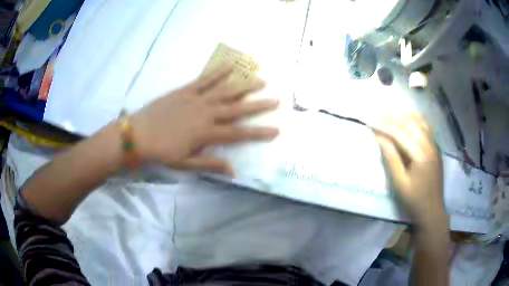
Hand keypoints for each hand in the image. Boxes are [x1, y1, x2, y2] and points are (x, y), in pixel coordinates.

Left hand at [132, 65, 279, 175]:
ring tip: (261, 80)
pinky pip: (204, 79)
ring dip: (244, 86)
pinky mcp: (185, 90)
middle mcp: (205, 114)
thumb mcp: (185, 164)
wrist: (138, 135)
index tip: (276, 130)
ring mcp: (196, 99)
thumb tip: (233, 171)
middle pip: (237, 109)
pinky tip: (230, 65)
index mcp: (206, 133)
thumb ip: (210, 165)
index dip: (258, 133)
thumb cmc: (161, 152)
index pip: (238, 134)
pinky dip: (217, 71)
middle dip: (259, 105)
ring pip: (225, 91)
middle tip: (276, 100)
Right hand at [373, 115, 444, 223]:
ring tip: (389, 119)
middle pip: (410, 123)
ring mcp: (434, 144)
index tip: (370, 122)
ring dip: (403, 117)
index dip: (385, 126)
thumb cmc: (414, 200)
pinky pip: (425, 126)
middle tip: (376, 119)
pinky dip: (414, 120)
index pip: (401, 133)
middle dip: (392, 119)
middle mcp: (430, 144)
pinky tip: (406, 122)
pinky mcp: (435, 147)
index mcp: (421, 154)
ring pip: (419, 121)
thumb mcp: (400, 183)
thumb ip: (391, 158)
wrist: (432, 210)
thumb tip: (380, 138)